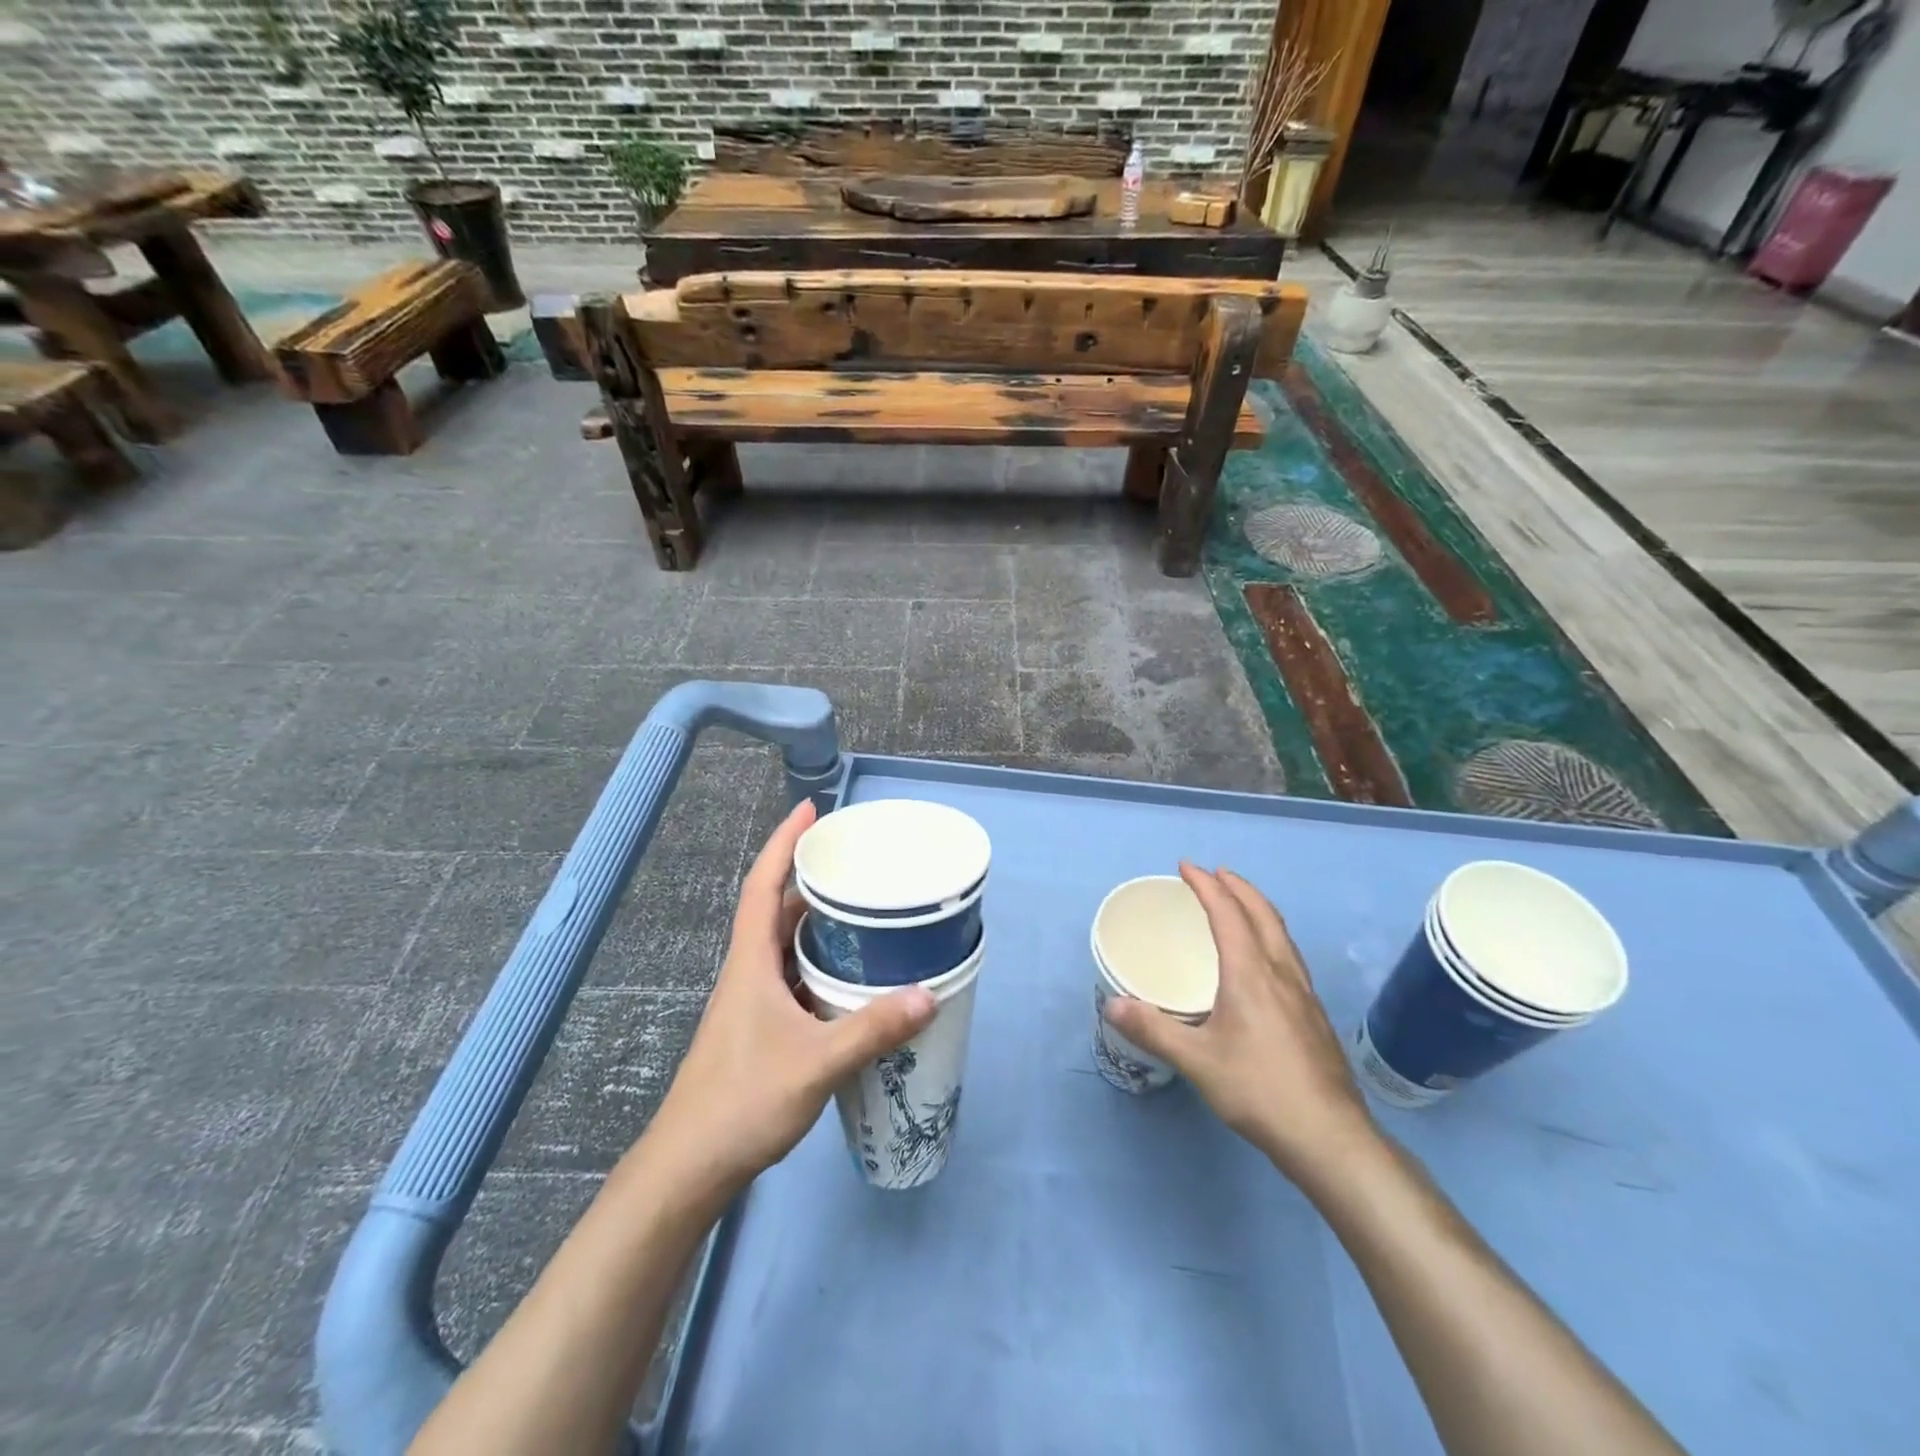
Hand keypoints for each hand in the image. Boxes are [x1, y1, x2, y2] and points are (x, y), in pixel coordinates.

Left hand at [641, 799, 937, 1205]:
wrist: (689, 1168)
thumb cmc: (743, 1102)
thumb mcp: (817, 1063)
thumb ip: (872, 1029)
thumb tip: (928, 994)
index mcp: (750, 962)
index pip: (762, 885)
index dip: (783, 843)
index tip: (810, 810)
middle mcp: (747, 973)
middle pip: (776, 909)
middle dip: (810, 879)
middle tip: (855, 864)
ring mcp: (749, 1003)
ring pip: (784, 946)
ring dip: (815, 924)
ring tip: (861, 913)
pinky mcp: (757, 1029)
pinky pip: (791, 977)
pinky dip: (817, 964)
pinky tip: (848, 979)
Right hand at [1102, 864, 1377, 1191]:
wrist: (1329, 1137)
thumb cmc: (1259, 1090)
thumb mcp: (1197, 1061)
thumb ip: (1153, 1029)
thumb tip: (1111, 1005)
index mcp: (1251, 973)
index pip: (1227, 914)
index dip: (1206, 886)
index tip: (1186, 867)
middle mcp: (1281, 973)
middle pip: (1262, 914)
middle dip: (1238, 887)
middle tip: (1216, 873)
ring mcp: (1304, 994)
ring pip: (1281, 934)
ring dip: (1258, 908)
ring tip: (1241, 904)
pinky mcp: (1314, 1015)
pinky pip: (1289, 955)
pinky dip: (1270, 935)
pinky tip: (1265, 960)